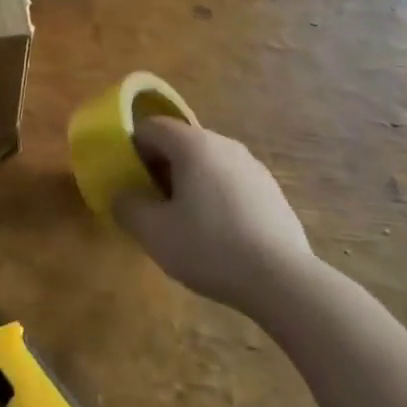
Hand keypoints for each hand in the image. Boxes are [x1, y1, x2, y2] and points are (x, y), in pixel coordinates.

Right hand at [113, 114, 312, 313]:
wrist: (282, 279)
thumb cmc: (210, 247)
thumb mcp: (155, 233)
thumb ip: (128, 208)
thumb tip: (123, 196)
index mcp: (193, 144)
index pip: (151, 127)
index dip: (132, 150)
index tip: (129, 183)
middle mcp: (224, 143)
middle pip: (180, 143)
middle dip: (161, 168)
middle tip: (153, 206)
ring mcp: (252, 165)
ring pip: (207, 163)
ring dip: (189, 183)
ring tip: (185, 224)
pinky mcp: (271, 190)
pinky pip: (231, 182)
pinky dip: (216, 197)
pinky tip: (219, 235)